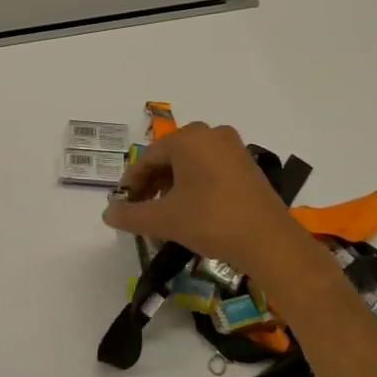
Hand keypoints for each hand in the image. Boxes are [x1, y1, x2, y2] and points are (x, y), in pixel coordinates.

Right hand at [102, 122, 313, 280]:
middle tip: (141, 208)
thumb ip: (130, 214)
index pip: (148, 157)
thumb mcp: (164, 220)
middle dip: (152, 182)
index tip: (122, 204)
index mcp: (188, 139)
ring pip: (190, 162)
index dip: (131, 182)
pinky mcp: (248, 165)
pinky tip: (190, 208)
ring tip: (163, 211)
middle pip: (169, 157)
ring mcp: (233, 148)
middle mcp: (210, 134)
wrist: (268, 241)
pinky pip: (210, 168)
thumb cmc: (211, 221)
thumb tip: (107, 213)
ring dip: (172, 184)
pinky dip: (194, 184)